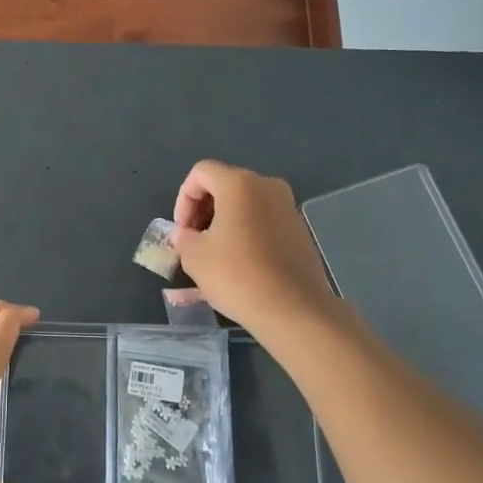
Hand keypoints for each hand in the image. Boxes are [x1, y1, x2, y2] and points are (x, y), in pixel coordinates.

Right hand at [172, 160, 335, 333]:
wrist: (293, 310)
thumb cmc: (237, 275)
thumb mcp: (194, 256)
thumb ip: (183, 237)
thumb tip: (186, 234)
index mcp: (239, 184)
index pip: (201, 172)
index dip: (183, 198)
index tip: (182, 231)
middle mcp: (267, 186)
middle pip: (224, 185)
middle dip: (203, 210)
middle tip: (193, 241)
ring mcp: (287, 207)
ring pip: (245, 203)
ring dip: (224, 222)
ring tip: (214, 254)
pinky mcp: (299, 230)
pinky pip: (263, 220)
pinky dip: (246, 232)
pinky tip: (239, 263)